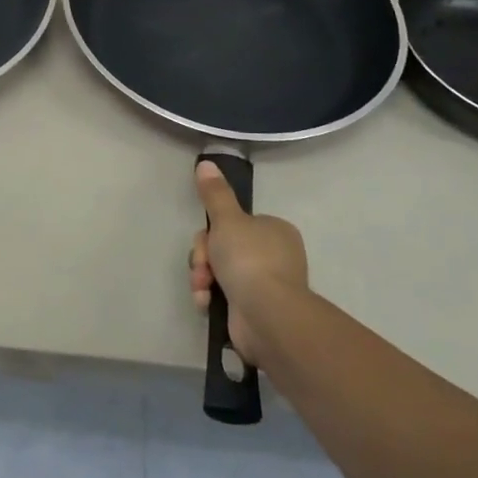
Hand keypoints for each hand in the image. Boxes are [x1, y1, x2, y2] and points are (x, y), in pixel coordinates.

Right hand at [189, 160, 307, 367]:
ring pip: (219, 272)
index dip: (212, 231)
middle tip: (203, 268)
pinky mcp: (255, 311)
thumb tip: (206, 162)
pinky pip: (224, 297)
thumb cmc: (249, 260)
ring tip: (202, 290)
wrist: (266, 315)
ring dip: (203, 279)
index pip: (234, 224)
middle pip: (223, 248)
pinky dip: (210, 299)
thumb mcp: (227, 220)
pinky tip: (206, 304)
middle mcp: (274, 256)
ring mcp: (265, 285)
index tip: (206, 239)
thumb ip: (215, 193)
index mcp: (274, 231)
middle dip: (205, 259)